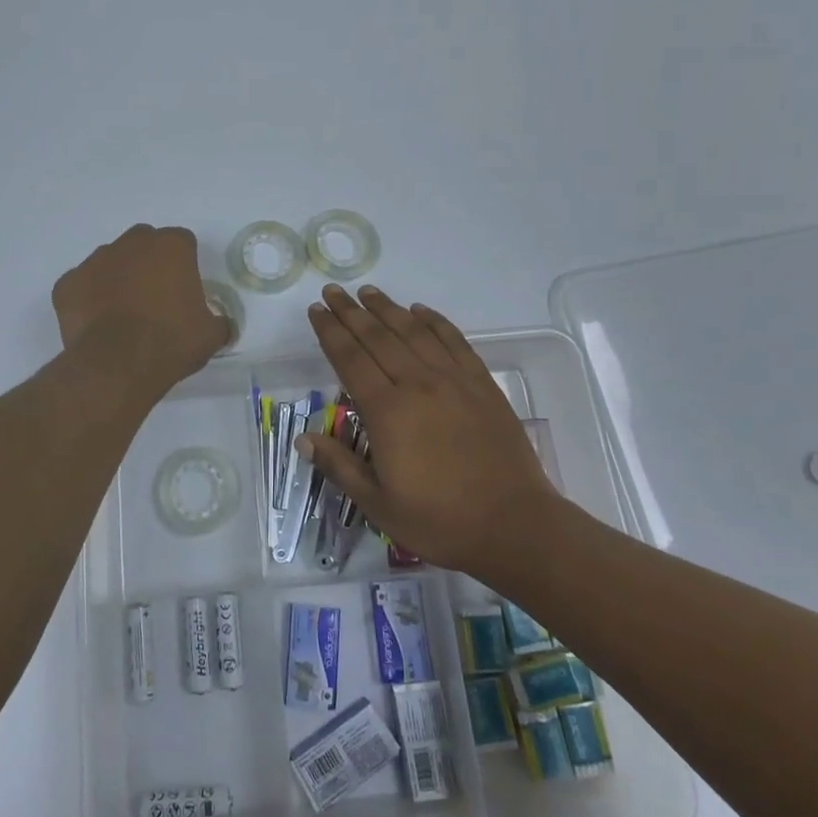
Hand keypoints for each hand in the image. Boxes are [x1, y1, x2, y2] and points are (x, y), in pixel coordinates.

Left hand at [52, 225, 231, 389]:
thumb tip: (221, 324)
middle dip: (149, 263)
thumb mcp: (210, 335)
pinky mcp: (67, 283)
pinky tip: (96, 323)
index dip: (184, 265)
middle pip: (144, 244)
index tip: (185, 291)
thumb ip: (218, 321)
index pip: (183, 243)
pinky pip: (82, 285)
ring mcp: (95, 260)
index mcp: (171, 246)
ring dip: (118, 278)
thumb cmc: (170, 342)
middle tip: (155, 298)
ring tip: (123, 313)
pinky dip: (88, 298)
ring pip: (110, 261)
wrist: (117, 365)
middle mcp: (132, 243)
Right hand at [298, 285, 566, 578]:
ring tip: (368, 292)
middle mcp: (417, 384)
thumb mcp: (378, 504)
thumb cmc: (440, 520)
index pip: (350, 359)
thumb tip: (302, 437)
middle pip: (377, 338)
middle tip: (333, 291)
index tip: (317, 310)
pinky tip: (420, 311)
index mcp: (387, 412)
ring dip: (387, 308)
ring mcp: (453, 380)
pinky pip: (454, 341)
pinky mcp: (482, 384)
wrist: (514, 525)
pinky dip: (435, 321)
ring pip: (413, 332)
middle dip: (351, 312)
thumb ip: (339, 466)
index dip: (330, 332)